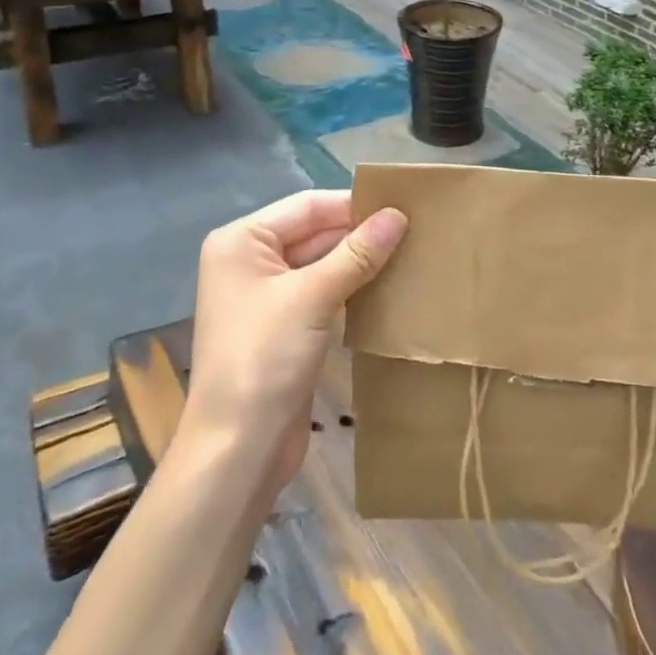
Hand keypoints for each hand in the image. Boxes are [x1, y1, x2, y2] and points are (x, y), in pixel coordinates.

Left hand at [181, 190, 407, 494]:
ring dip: (360, 262)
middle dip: (360, 234)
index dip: (354, 205)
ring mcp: (266, 296)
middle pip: (314, 232)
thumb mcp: (313, 297)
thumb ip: (357, 253)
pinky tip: (389, 287)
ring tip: (412, 254)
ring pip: (322, 264)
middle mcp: (250, 261)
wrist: (238, 449)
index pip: (308, 206)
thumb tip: (398, 215)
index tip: (405, 207)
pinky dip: (352, 288)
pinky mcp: (284, 326)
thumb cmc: (265, 359)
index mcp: (242, 241)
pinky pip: (323, 293)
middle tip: (416, 231)